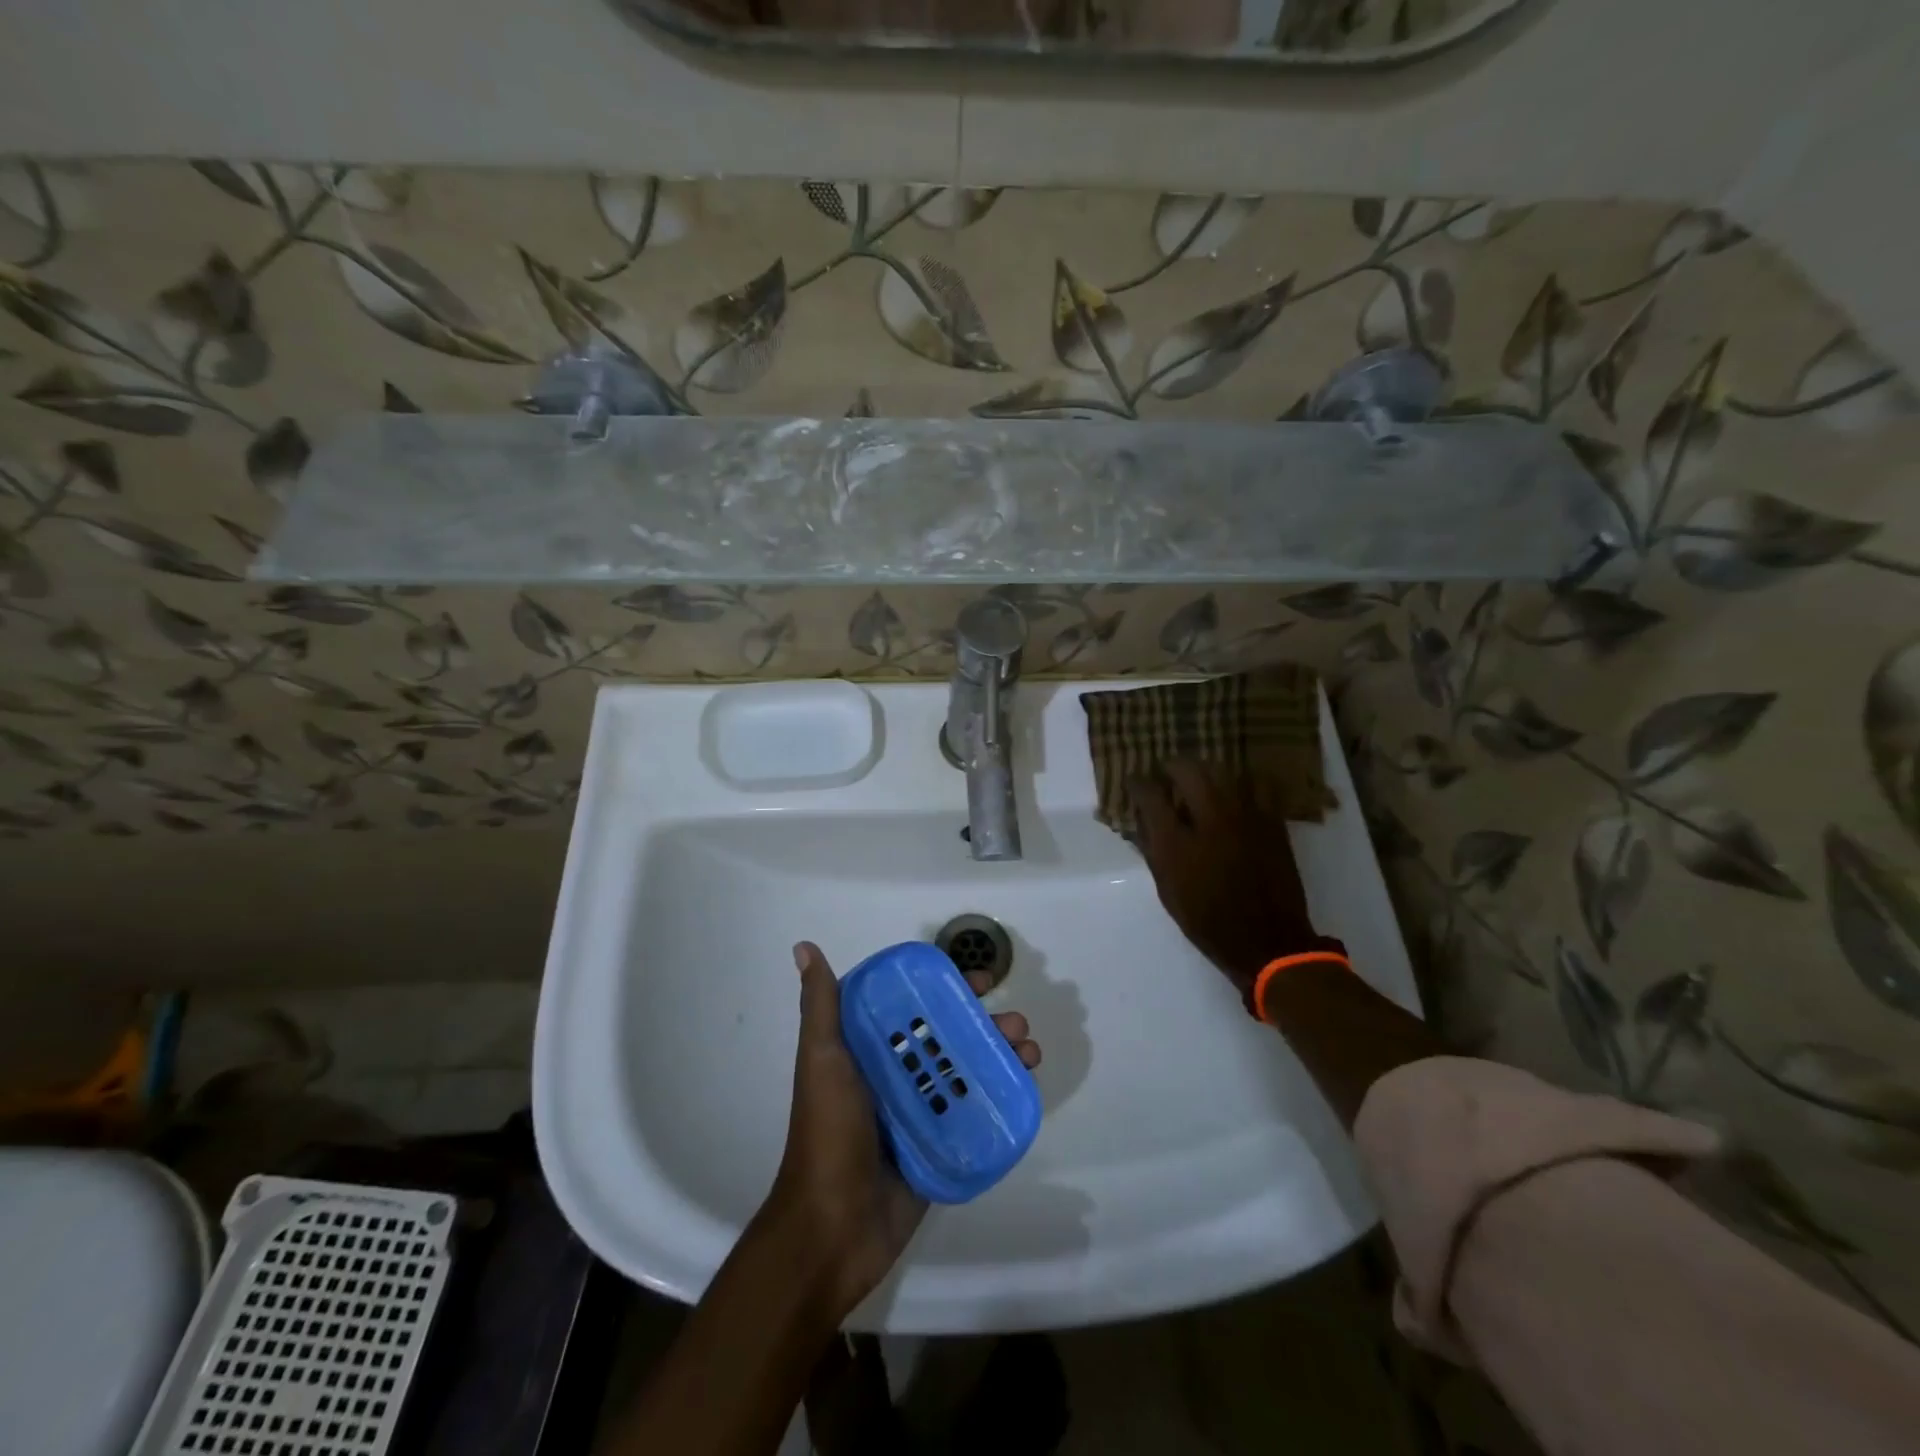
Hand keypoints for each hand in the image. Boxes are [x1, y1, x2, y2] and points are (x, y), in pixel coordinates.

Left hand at [768, 941, 1041, 1318]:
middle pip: (949, 1038)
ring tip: (1029, 1051)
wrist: (831, 1228)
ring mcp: (919, 1114)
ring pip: (967, 1073)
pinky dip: (999, 1098)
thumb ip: (820, 1006)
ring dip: (1000, 1057)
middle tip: (1016, 1021)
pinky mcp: (938, 1147)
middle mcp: (895, 1077)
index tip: (981, 980)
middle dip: (985, 1024)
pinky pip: (973, 1115)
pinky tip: (1026, 1087)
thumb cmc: (827, 1133)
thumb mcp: (822, 1060)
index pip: (915, 1009)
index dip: (948, 990)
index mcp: (869, 1052)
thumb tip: (804, 947)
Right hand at [1133, 762, 1320, 1000]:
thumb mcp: (1167, 890)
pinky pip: (1255, 785)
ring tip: (1199, 780)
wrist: (1268, 941)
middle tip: (1166, 774)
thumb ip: (1153, 850)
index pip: (1149, 794)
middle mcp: (1210, 819)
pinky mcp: (1271, 821)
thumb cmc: (1208, 921)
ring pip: (1222, 771)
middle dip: (1171, 766)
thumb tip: (1142, 822)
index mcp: (1177, 842)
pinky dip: (1239, 782)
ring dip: (1204, 771)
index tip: (1134, 782)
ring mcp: (1245, 816)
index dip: (1137, 783)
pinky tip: (1234, 792)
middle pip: (1187, 769)